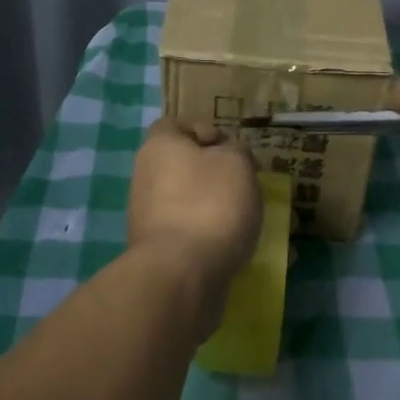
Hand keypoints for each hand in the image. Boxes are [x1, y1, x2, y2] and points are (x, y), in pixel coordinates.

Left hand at [127, 118, 261, 320]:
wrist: (181, 275)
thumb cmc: (210, 204)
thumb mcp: (237, 163)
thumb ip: (236, 151)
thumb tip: (227, 156)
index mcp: (158, 147)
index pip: (174, 124)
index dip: (203, 129)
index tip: (230, 147)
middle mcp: (146, 178)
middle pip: (184, 166)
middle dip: (217, 175)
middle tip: (247, 186)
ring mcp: (148, 217)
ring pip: (191, 203)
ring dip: (219, 209)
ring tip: (253, 221)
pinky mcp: (159, 251)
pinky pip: (192, 235)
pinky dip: (214, 238)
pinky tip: (241, 250)